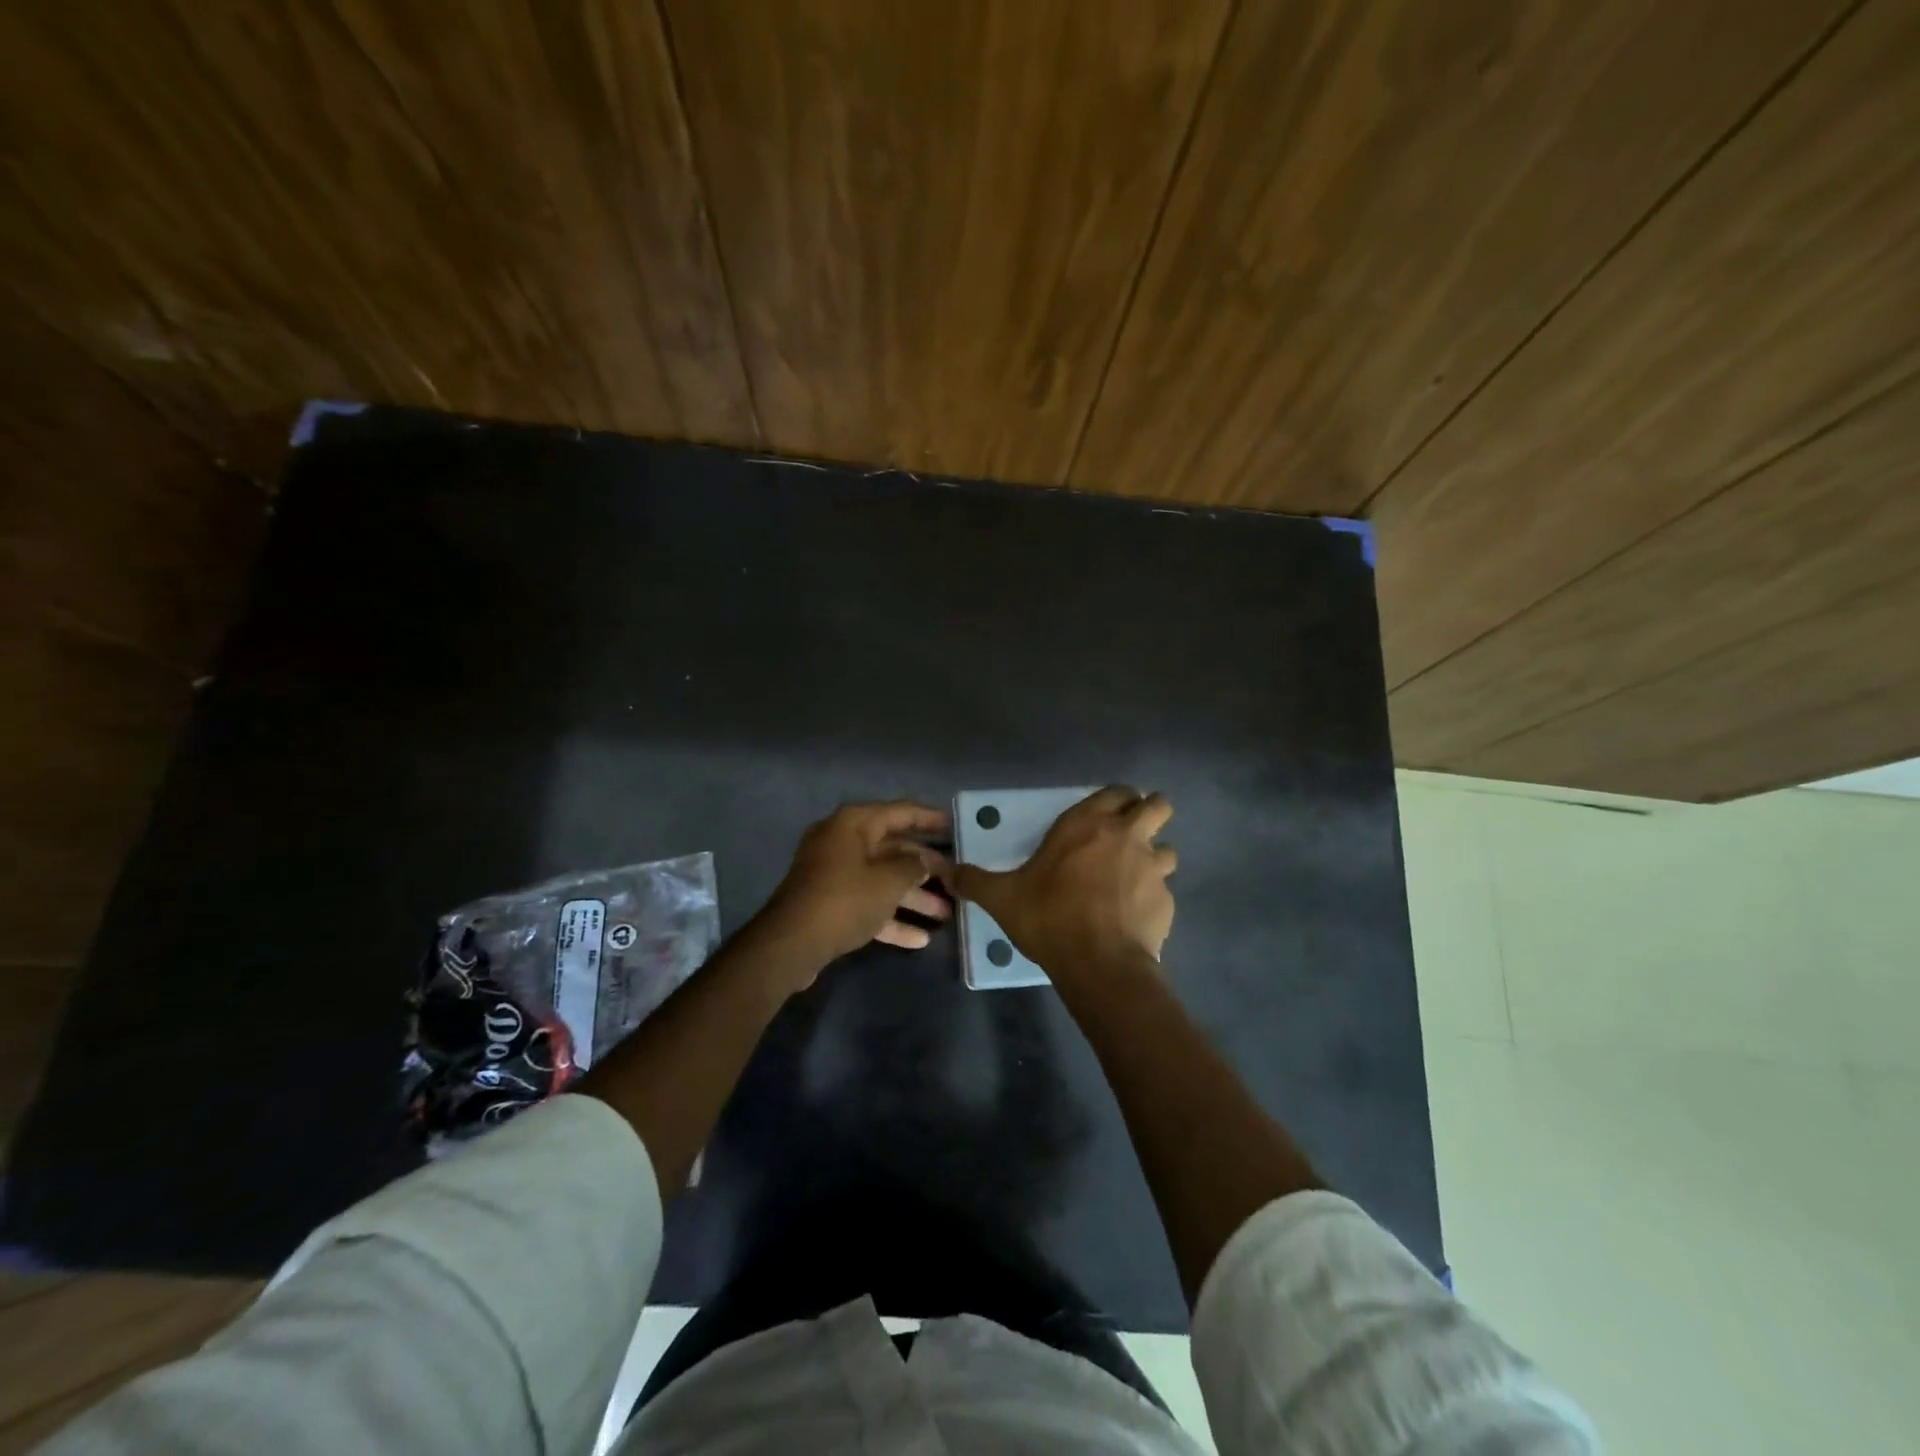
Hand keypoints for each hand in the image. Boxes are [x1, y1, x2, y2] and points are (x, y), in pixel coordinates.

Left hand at [757, 801, 951, 972]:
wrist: (791, 943)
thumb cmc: (845, 899)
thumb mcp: (889, 881)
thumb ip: (913, 867)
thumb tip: (922, 863)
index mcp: (853, 824)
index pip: (901, 812)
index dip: (930, 818)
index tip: (956, 826)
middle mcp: (842, 842)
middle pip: (893, 849)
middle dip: (925, 868)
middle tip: (955, 879)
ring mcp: (834, 874)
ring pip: (882, 879)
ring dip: (913, 897)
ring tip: (945, 914)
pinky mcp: (830, 903)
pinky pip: (867, 903)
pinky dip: (891, 918)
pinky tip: (919, 939)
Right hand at [947, 786, 1175, 973]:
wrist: (1098, 963)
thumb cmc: (1049, 917)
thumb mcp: (1002, 898)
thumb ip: (975, 881)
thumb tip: (946, 873)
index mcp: (1087, 823)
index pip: (1118, 790)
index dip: (1117, 799)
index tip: (1106, 815)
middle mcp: (1126, 835)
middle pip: (1158, 804)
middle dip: (1148, 814)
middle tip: (1129, 835)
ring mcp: (1152, 866)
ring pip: (1168, 847)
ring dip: (1155, 857)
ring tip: (1134, 877)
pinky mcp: (1167, 899)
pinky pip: (1165, 889)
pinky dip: (1153, 897)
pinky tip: (1134, 916)